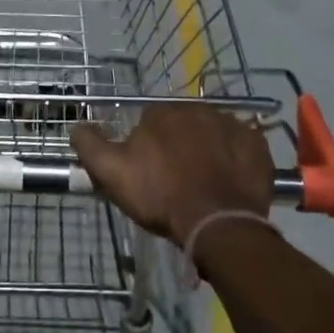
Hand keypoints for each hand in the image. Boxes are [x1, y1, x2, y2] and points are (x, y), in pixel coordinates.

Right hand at [71, 106, 272, 246]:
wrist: (216, 223)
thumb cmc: (160, 197)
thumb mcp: (111, 173)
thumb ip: (89, 145)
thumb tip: (76, 125)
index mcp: (161, 113)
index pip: (148, 121)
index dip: (146, 147)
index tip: (148, 171)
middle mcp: (198, 109)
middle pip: (182, 124)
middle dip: (178, 144)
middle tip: (176, 178)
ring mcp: (232, 124)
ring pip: (213, 132)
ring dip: (207, 148)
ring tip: (204, 181)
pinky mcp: (257, 145)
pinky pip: (242, 145)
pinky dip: (235, 157)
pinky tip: (229, 179)